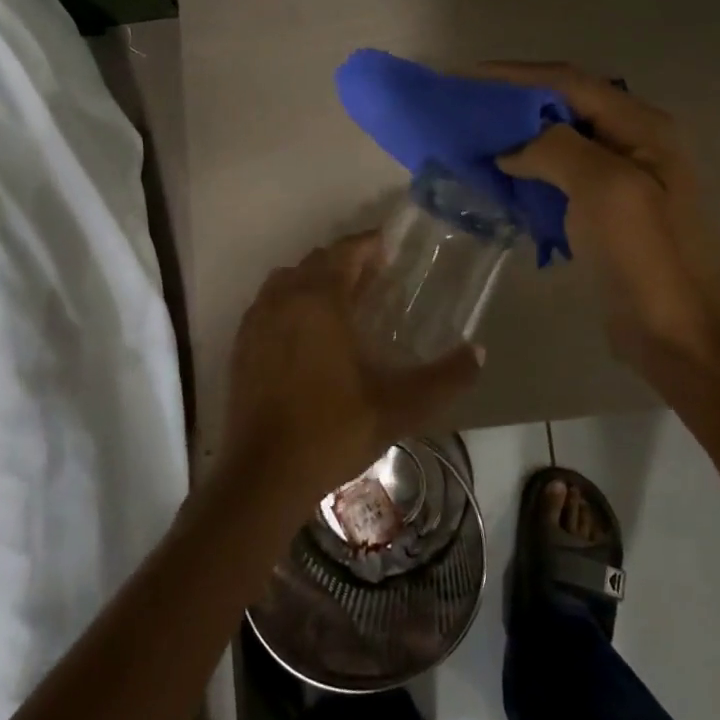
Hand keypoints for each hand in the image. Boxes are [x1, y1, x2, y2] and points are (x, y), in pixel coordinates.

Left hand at [223, 233, 481, 508]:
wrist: (264, 474)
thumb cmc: (333, 431)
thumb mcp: (399, 407)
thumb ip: (444, 378)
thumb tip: (478, 352)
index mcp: (320, 301)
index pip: (345, 252)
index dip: (368, 244)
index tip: (389, 247)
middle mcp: (284, 299)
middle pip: (316, 261)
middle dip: (345, 261)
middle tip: (375, 276)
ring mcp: (256, 321)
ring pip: (287, 280)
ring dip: (315, 279)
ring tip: (342, 300)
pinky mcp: (241, 345)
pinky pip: (268, 304)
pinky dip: (290, 302)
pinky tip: (307, 332)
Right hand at [484, 61, 719, 375]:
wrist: (686, 340)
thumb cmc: (650, 261)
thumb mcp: (607, 191)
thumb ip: (557, 150)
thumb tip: (511, 148)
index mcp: (642, 128)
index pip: (570, 82)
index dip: (515, 76)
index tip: (463, 78)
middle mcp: (634, 145)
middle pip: (563, 109)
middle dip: (511, 106)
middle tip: (461, 112)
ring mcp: (622, 183)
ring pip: (558, 146)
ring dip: (516, 143)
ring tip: (469, 145)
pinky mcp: (606, 217)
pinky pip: (559, 183)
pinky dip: (526, 178)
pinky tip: (496, 185)